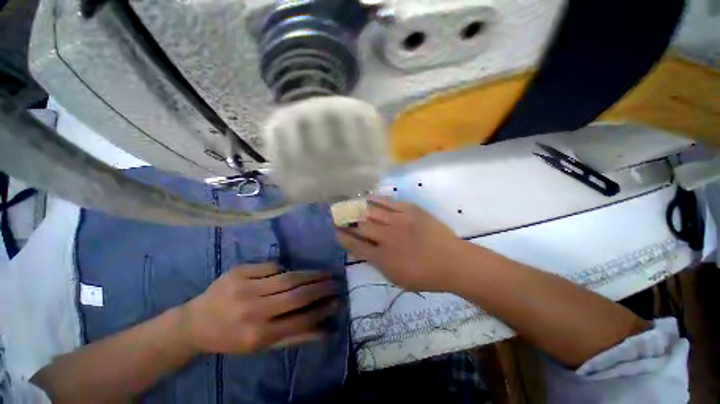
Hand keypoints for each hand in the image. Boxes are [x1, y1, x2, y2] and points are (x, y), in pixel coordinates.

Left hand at [179, 264, 339, 353]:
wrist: (195, 323)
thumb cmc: (231, 338)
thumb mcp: (262, 346)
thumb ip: (295, 336)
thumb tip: (326, 330)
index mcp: (257, 335)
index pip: (300, 319)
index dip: (322, 309)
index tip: (338, 301)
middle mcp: (252, 310)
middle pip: (297, 294)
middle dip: (322, 287)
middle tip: (337, 281)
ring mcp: (244, 287)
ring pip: (288, 276)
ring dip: (311, 273)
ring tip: (326, 272)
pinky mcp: (239, 271)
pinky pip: (272, 265)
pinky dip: (284, 268)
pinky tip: (290, 273)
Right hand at [336, 197, 463, 290]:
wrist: (452, 261)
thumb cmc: (425, 275)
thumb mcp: (397, 278)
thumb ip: (379, 264)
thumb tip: (365, 250)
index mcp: (383, 258)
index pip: (356, 246)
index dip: (344, 238)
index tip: (336, 232)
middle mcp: (387, 238)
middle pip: (361, 227)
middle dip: (347, 221)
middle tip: (338, 216)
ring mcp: (398, 222)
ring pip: (371, 212)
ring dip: (357, 209)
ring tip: (348, 205)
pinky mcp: (409, 210)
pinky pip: (388, 202)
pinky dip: (375, 199)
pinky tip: (367, 197)